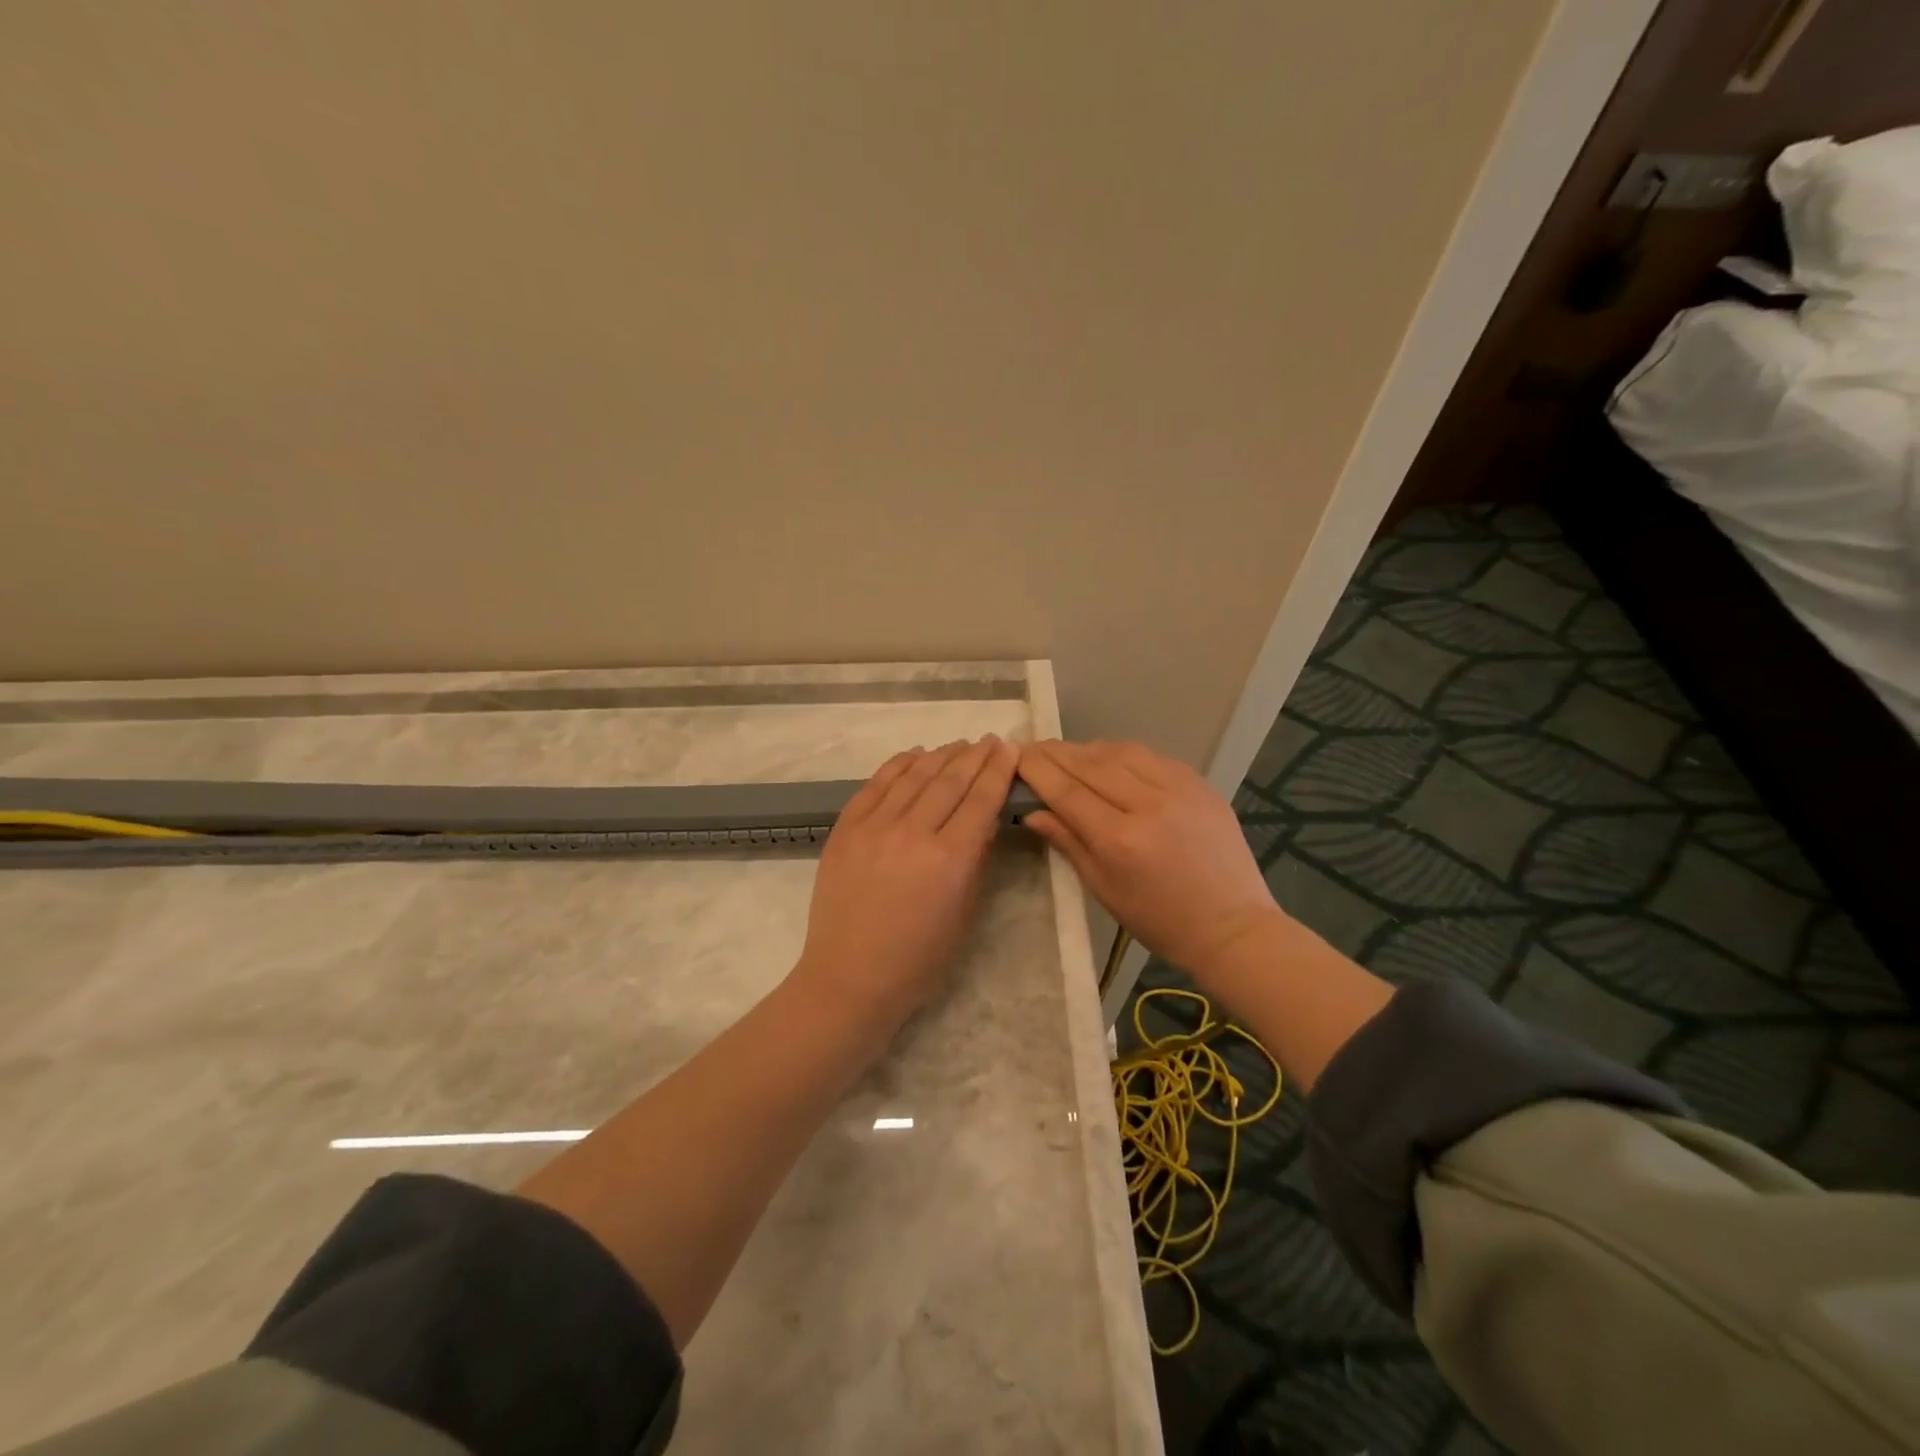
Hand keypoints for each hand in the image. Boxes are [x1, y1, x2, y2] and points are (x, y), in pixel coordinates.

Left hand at [793, 736, 1019, 1026]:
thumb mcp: (964, 913)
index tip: (1009, 748)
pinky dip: (899, 764)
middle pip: (950, 780)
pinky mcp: (846, 828)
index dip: (998, 770)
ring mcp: (874, 826)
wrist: (850, 977)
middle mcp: (913, 832)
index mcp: (950, 859)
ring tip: (958, 745)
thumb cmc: (918, 959)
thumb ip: (976, 860)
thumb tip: (983, 818)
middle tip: (990, 740)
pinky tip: (915, 754)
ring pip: (914, 775)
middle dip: (975, 756)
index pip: (981, 800)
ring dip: (941, 755)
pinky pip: (876, 784)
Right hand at [1018, 739, 1285, 985]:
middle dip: (1055, 753)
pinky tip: (1109, 760)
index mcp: (1120, 839)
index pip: (1066, 790)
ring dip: (1087, 749)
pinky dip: (1122, 753)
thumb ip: (1068, 842)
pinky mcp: (1199, 783)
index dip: (1037, 769)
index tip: (1016, 756)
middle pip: (1089, 763)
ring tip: (1067, 754)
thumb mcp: (1104, 889)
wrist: (1232, 926)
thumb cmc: (1160, 920)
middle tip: (1032, 748)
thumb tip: (1032, 811)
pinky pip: (1150, 756)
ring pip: (1119, 751)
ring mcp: (1178, 788)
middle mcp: (1147, 803)